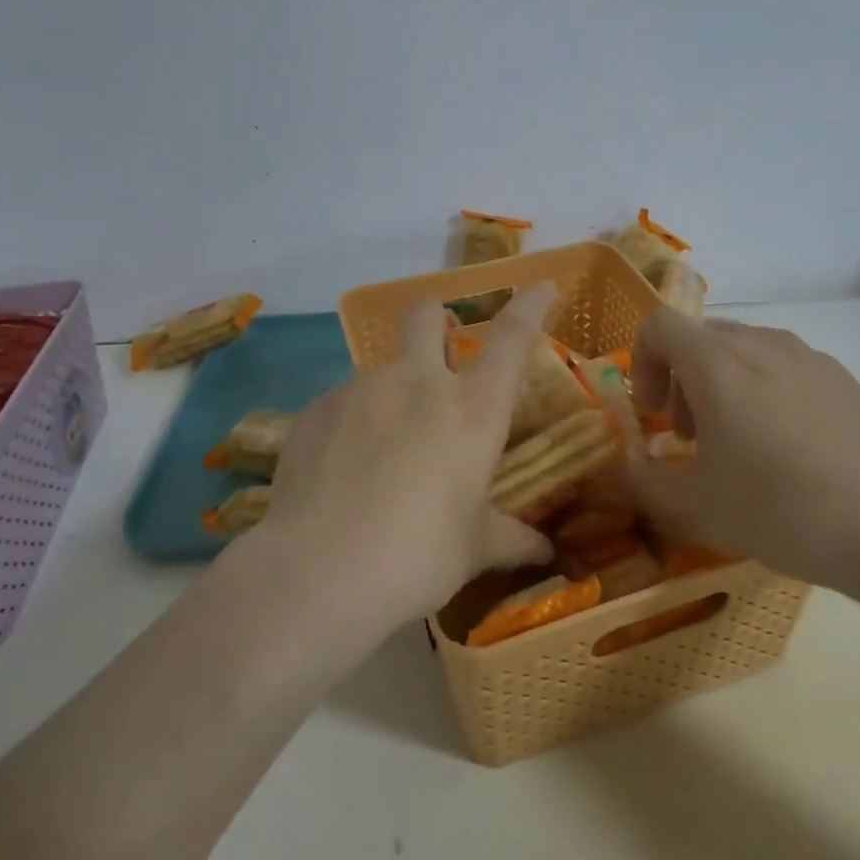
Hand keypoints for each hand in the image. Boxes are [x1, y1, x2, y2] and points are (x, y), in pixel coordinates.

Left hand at [244, 285, 557, 632]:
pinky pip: (342, 406)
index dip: (530, 305)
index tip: (541, 286)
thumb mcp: (473, 549)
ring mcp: (360, 390)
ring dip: (392, 394)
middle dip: (435, 319)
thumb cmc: (419, 556)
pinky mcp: (314, 411)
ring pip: (381, 370)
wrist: (319, 574)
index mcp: (471, 408)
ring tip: (383, 454)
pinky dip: (352, 426)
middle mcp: (417, 382)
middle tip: (438, 352)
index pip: (512, 337)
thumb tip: (544, 550)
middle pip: (425, 315)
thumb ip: (510, 539)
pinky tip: (343, 473)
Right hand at [627, 309, 859, 596]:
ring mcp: (810, 357)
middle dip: (679, 381)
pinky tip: (789, 453)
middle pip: (700, 338)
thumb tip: (626, 465)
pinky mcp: (845, 379)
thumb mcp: (699, 506)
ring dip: (720, 386)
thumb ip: (645, 480)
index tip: (652, 417)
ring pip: (743, 351)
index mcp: (718, 363)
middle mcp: (762, 343)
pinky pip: (784, 368)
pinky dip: (763, 393)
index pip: (658, 325)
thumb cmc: (784, 510)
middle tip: (689, 438)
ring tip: (738, 447)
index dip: (641, 364)